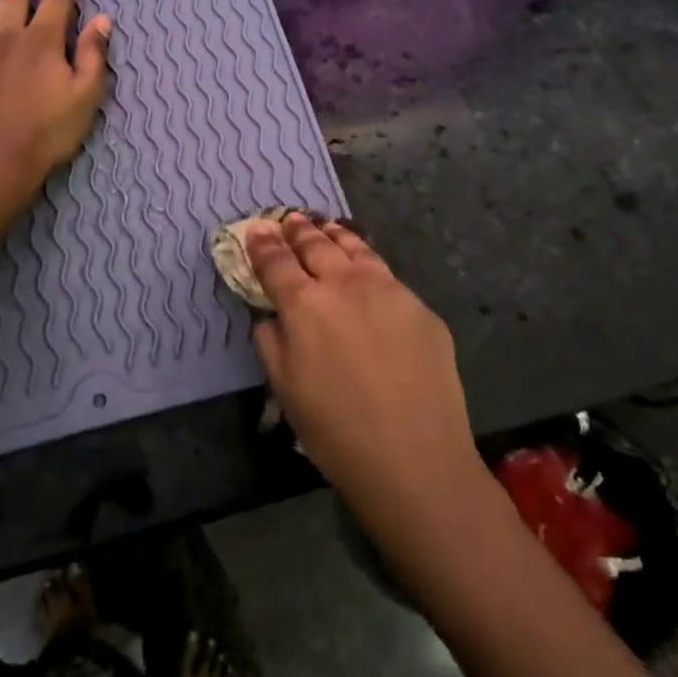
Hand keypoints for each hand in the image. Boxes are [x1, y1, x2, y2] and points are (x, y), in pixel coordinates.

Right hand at [247, 214, 484, 536]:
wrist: (415, 458)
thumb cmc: (335, 431)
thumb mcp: (284, 388)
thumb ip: (270, 340)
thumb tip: (271, 314)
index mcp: (305, 304)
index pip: (276, 262)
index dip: (263, 244)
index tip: (257, 228)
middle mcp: (345, 285)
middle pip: (316, 245)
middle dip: (298, 229)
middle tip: (289, 218)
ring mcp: (388, 291)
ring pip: (356, 249)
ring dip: (334, 235)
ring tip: (325, 226)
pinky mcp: (420, 307)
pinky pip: (386, 275)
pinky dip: (366, 262)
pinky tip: (365, 267)